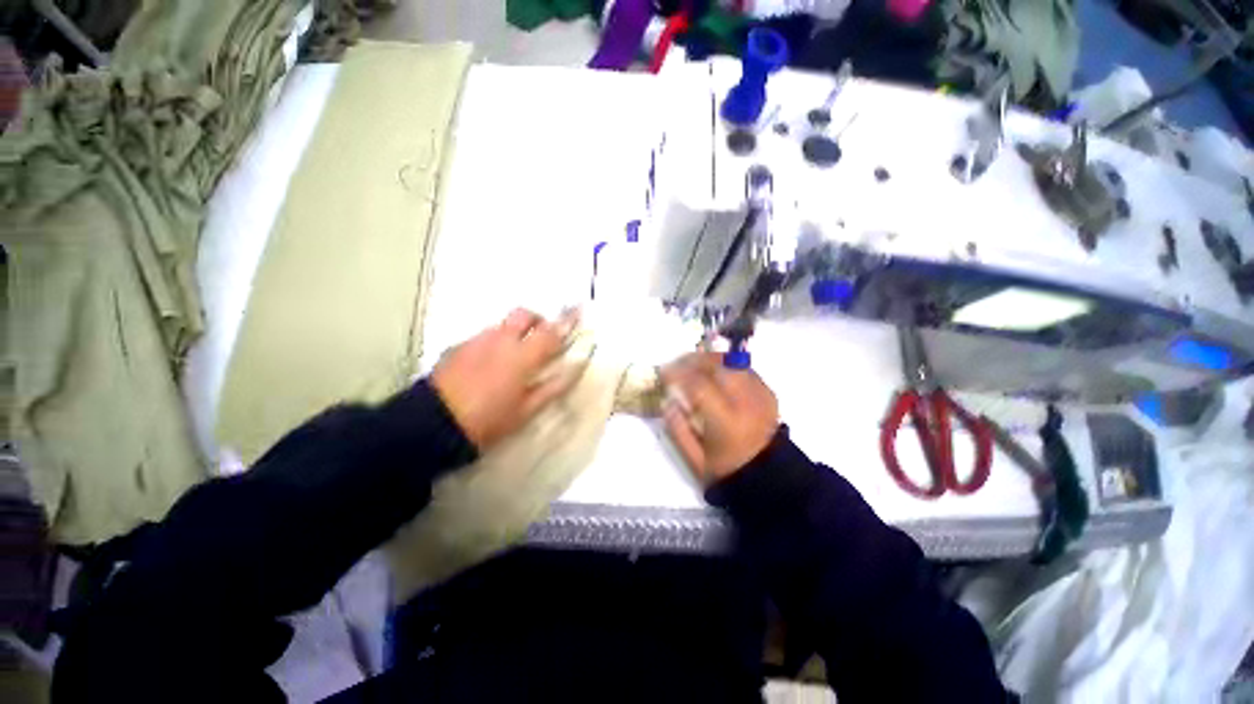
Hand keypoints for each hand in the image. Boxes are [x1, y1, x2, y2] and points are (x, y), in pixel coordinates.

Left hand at [431, 309, 578, 449]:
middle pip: (524, 314)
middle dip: (538, 319)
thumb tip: (575, 369)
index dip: (567, 320)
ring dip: (515, 332)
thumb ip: (553, 387)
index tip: (579, 309)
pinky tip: (488, 364)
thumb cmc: (488, 420)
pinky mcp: (458, 347)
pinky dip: (494, 342)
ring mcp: (477, 340)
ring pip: (502, 324)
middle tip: (542, 337)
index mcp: (522, 356)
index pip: (551, 331)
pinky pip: (484, 336)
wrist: (432, 423)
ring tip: (513, 356)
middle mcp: (501, 339)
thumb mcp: (526, 410)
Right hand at [660, 352, 779, 485]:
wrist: (769, 477)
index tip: (663, 373)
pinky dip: (727, 366)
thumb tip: (667, 401)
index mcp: (725, 421)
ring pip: (732, 362)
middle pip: (718, 364)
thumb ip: (677, 430)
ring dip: (709, 359)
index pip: (698, 384)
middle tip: (677, 363)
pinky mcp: (768, 393)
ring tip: (694, 364)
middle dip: (693, 359)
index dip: (677, 373)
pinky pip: (744, 369)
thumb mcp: (695, 459)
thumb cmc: (727, 471)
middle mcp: (745, 401)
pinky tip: (716, 373)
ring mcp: (760, 394)